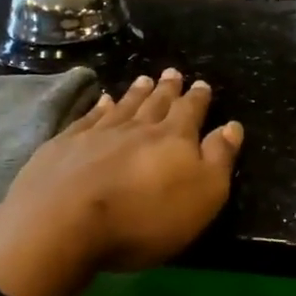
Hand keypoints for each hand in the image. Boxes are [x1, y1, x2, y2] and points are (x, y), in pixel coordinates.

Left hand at [0, 70, 243, 295]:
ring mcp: (97, 133)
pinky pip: (88, 118)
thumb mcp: (202, 196)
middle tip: (172, 72)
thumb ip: (219, 159)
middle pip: (156, 103)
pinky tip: (101, 101)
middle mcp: (137, 127)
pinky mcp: (65, 145)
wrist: (64, 222)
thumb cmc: (144, 218)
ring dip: (136, 93)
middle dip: (167, 89)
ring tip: (144, 79)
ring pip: (123, 106)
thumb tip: (232, 126)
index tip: (201, 84)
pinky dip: (98, 107)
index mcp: (173, 139)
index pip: (190, 111)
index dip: (198, 98)